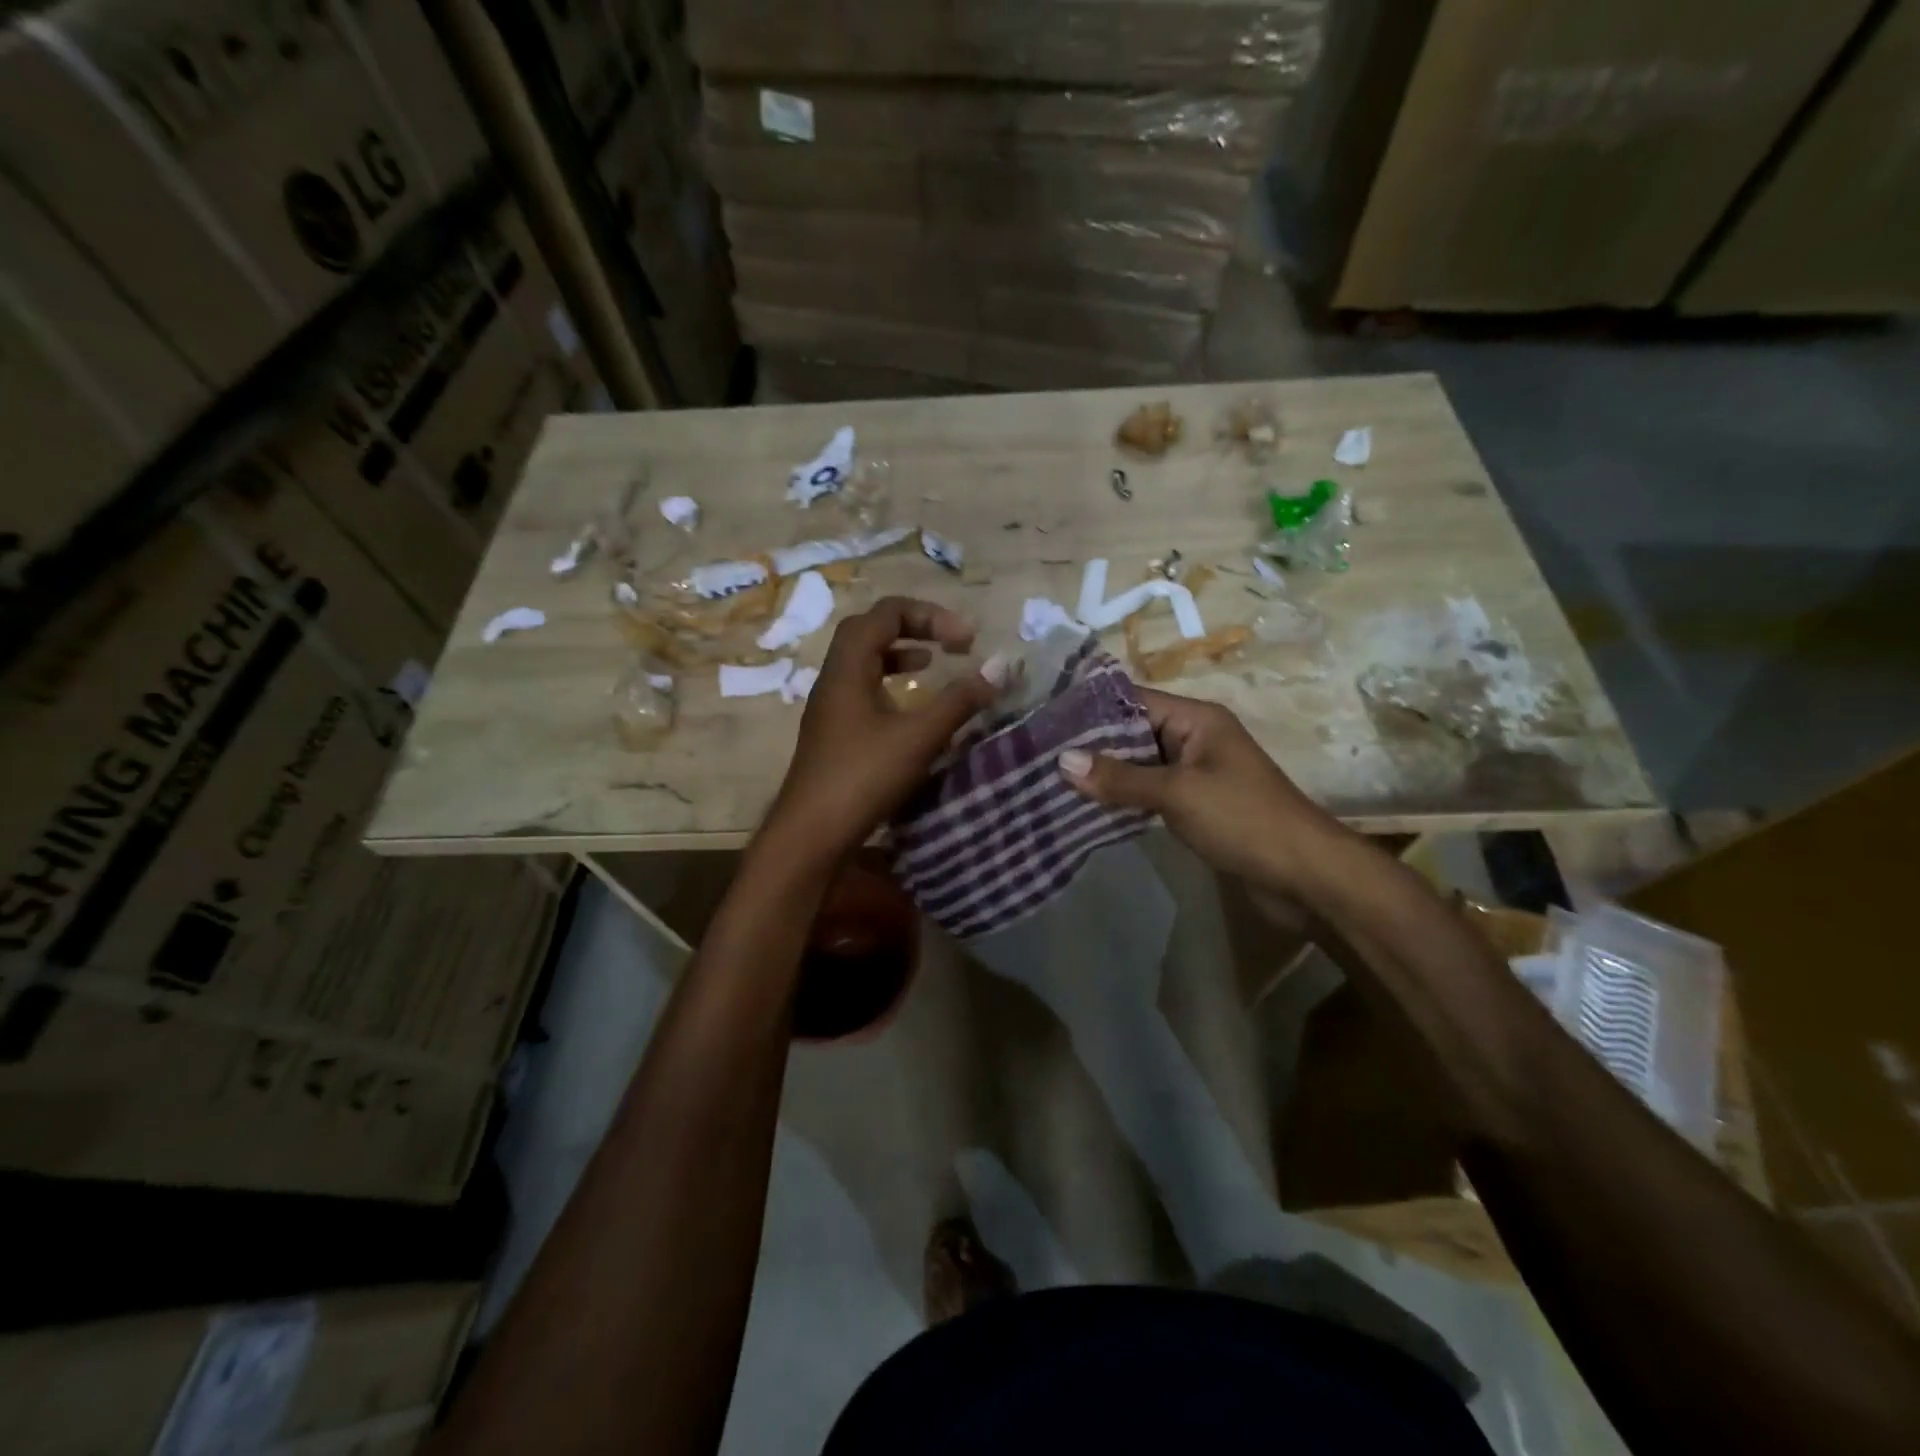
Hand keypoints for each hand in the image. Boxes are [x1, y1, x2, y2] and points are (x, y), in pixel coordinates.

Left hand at [764, 597, 1002, 863]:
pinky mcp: (835, 733)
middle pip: (870, 630)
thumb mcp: (919, 737)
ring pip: (864, 662)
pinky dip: (890, 685)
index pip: (886, 613)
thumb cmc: (862, 778)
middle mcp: (834, 679)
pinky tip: (911, 709)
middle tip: (949, 642)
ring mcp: (831, 707)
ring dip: (899, 654)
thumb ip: (959, 700)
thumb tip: (999, 668)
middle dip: (913, 627)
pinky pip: (863, 690)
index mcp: (848, 667)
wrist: (811, 834)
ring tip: (932, 664)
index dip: (930, 615)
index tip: (966, 641)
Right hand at [1058, 688, 1332, 890]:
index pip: (1133, 701)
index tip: (1046, 721)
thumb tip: (1063, 761)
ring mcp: (1196, 772)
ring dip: (1106, 774)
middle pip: (1133, 732)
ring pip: (1140, 764)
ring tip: (1054, 780)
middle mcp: (1194, 738)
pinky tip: (1090, 806)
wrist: (1304, 874)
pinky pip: (1151, 791)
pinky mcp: (1197, 804)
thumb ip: (1120, 778)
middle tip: (1040, 755)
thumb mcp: (1177, 793)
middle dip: (1092, 745)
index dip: (1091, 709)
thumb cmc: (1243, 819)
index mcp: (1196, 719)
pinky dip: (1125, 797)